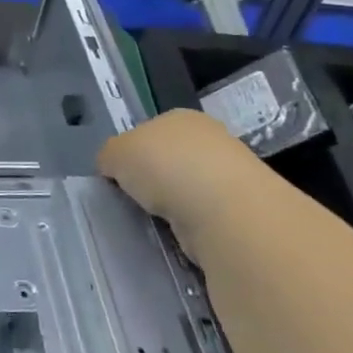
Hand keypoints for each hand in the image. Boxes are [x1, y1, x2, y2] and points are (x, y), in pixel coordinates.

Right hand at [98, 108, 253, 254]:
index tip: (121, 176)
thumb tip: (113, 167)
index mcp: (180, 117)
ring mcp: (231, 175)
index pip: (150, 131)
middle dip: (155, 180)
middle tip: (135, 200)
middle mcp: (210, 139)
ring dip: (174, 206)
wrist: (223, 209)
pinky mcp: (243, 211)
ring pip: (189, 190)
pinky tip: (179, 235)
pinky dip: (191, 227)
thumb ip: (110, 156)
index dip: (132, 153)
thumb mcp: (115, 152)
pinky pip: (204, 217)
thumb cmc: (164, 166)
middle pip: (171, 160)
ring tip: (155, 222)